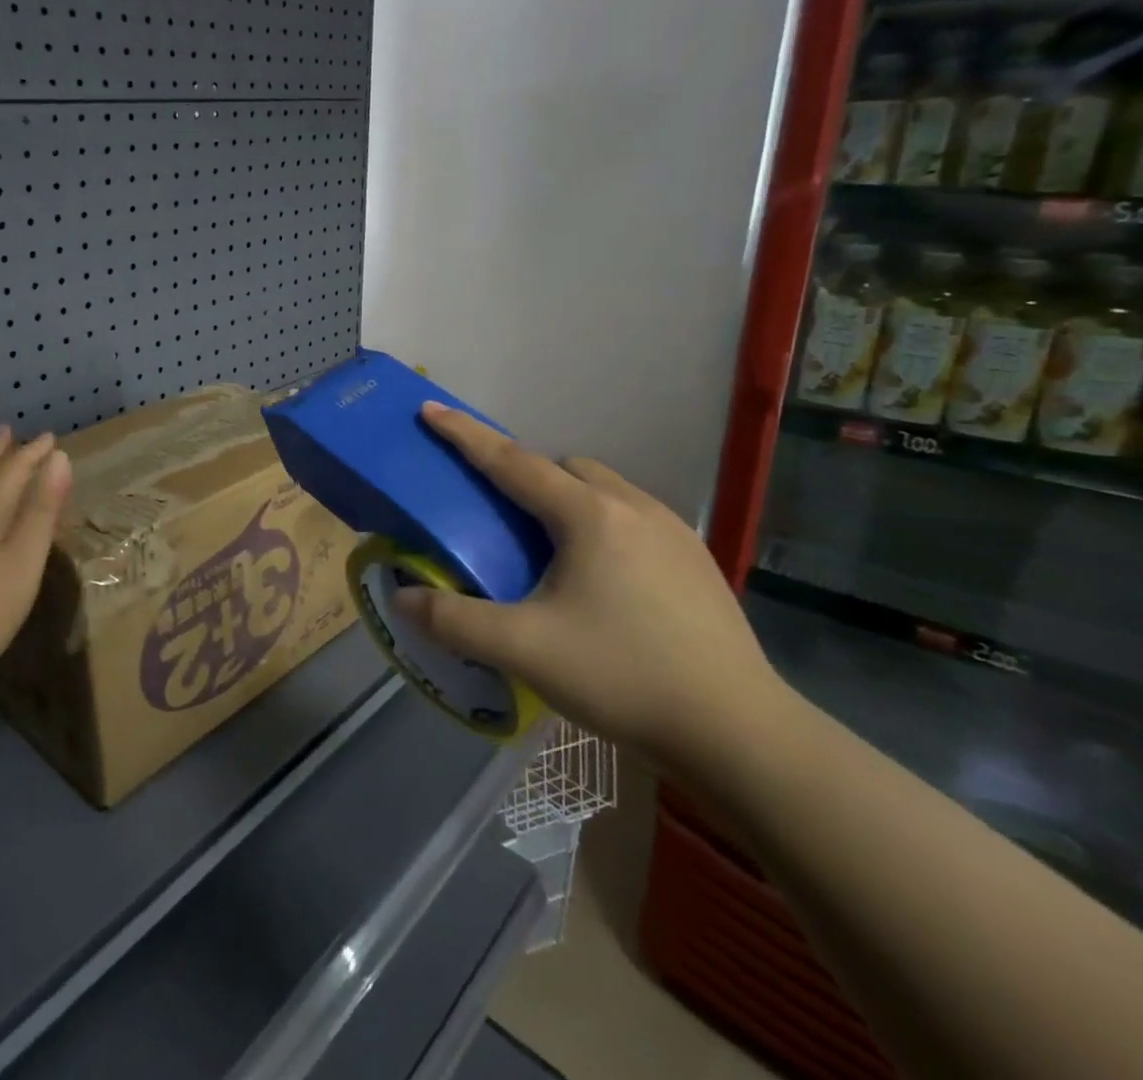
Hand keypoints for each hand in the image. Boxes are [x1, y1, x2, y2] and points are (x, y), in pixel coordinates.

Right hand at [395, 403, 785, 775]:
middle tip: (500, 517)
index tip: (431, 409)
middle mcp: (633, 506)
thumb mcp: (523, 650)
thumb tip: (402, 599)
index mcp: (588, 515)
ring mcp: (673, 531)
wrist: (740, 734)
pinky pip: (633, 517)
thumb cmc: (623, 677)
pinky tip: (601, 579)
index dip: (465, 434)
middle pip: (563, 468)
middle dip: (525, 475)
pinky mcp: (697, 560)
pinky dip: (601, 524)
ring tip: (550, 551)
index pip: (511, 460)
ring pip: (603, 489)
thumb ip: (453, 620)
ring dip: (567, 499)